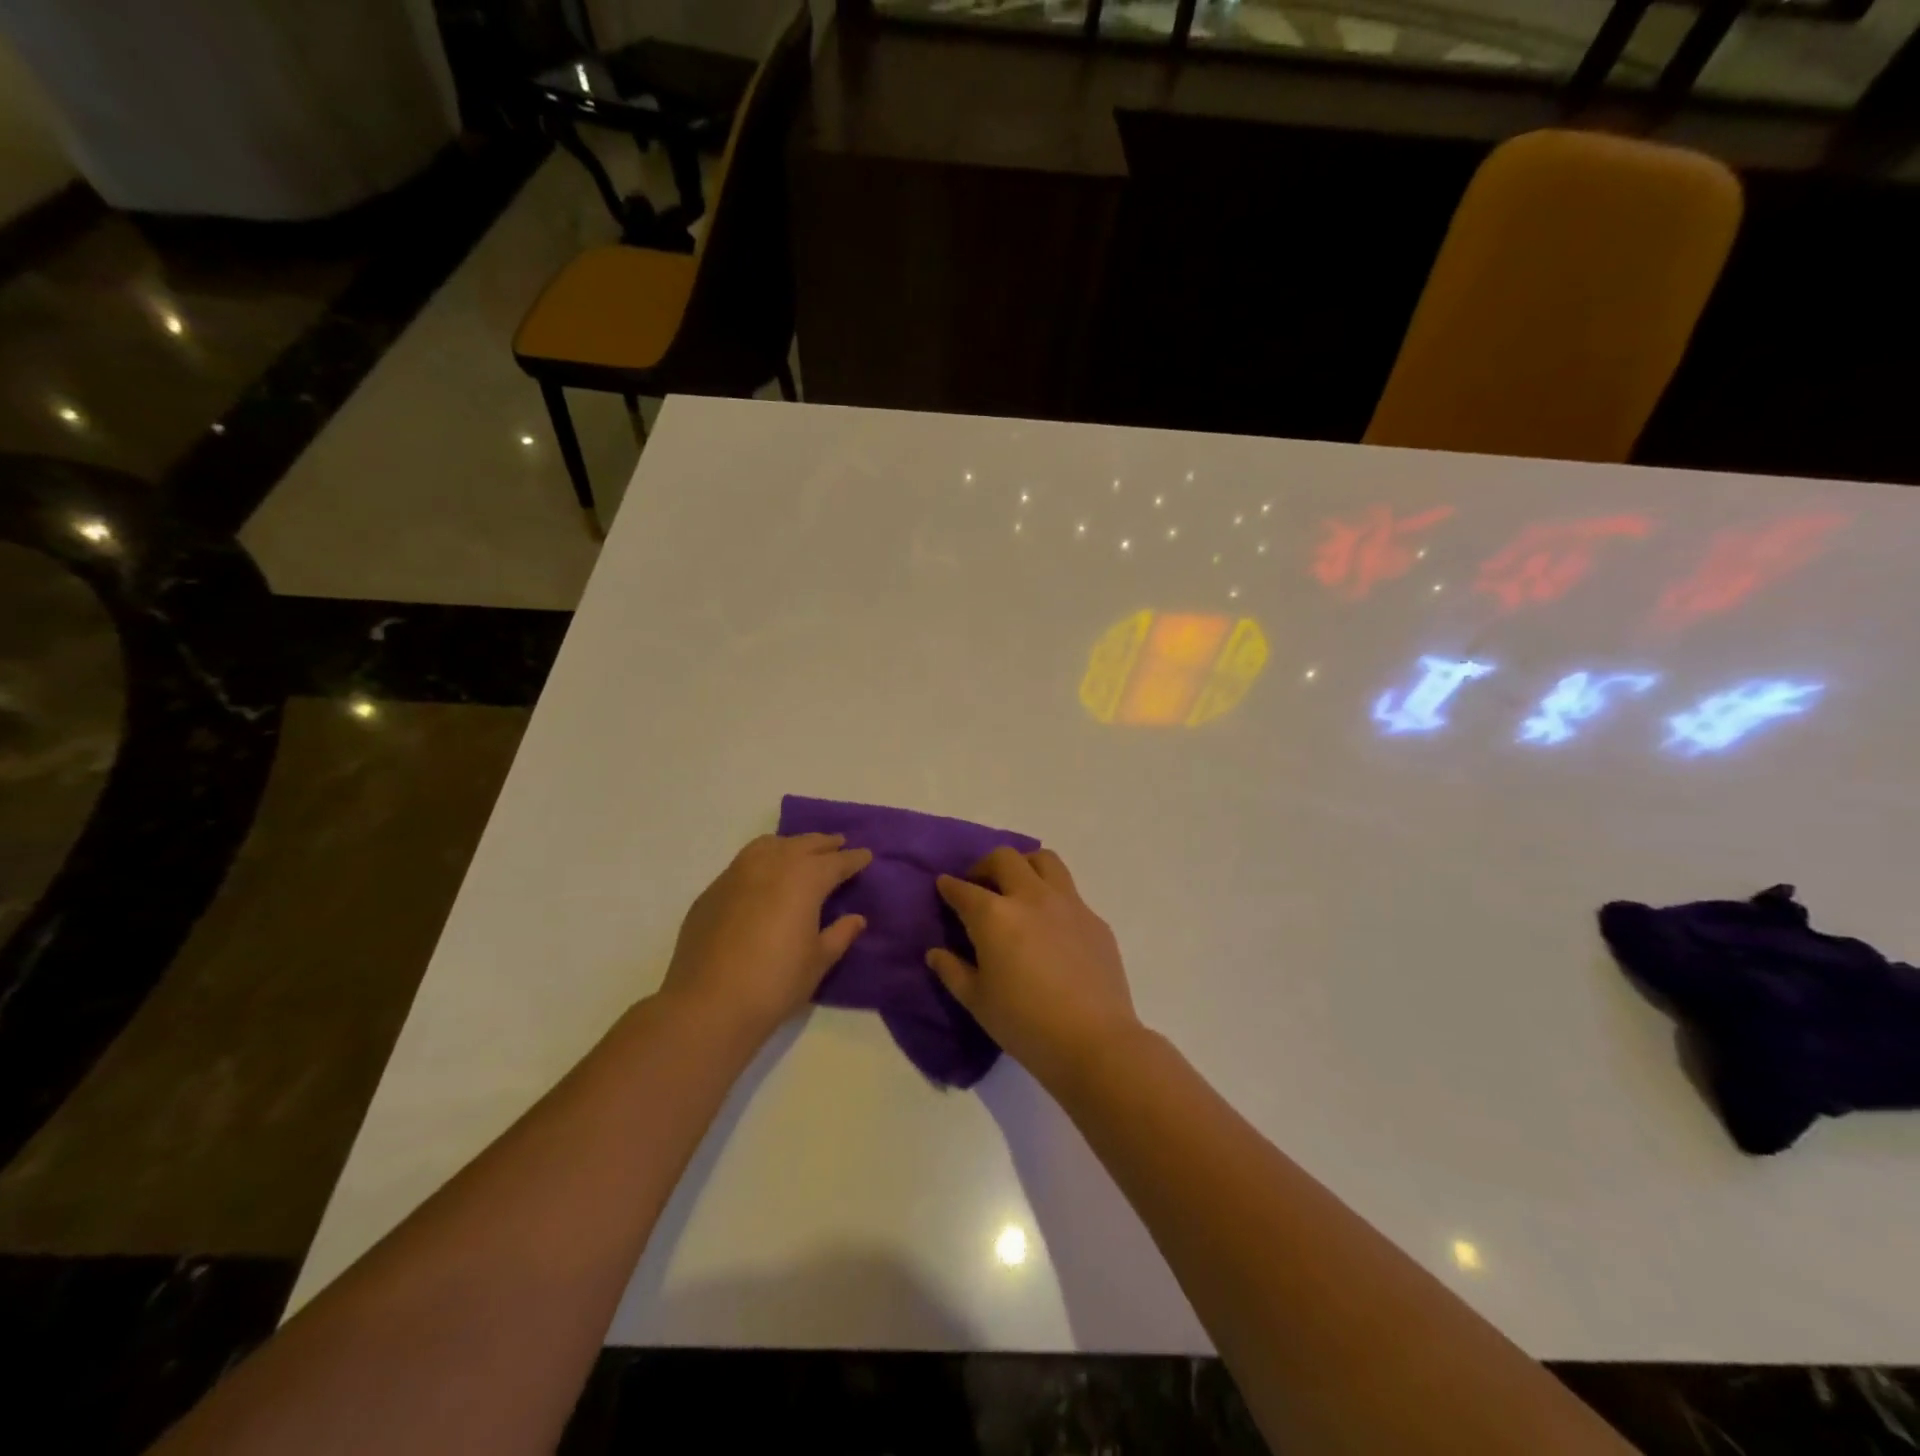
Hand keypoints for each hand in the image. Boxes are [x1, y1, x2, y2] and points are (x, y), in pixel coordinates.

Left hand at [662, 832, 871, 1039]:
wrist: (708, 1004)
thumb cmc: (775, 983)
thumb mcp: (818, 961)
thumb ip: (839, 935)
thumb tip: (856, 919)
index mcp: (805, 879)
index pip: (836, 862)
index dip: (854, 859)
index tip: (866, 855)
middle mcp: (772, 865)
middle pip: (803, 844)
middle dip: (824, 844)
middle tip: (838, 844)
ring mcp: (737, 874)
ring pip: (769, 845)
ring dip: (791, 844)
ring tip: (800, 851)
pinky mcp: (713, 891)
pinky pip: (744, 863)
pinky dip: (762, 860)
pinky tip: (764, 877)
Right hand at [928, 848, 1140, 1087]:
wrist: (1094, 1041)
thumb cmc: (1025, 1023)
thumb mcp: (977, 1002)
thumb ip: (953, 971)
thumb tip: (936, 953)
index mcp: (995, 915)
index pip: (964, 889)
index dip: (949, 886)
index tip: (944, 886)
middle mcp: (1030, 897)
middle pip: (1005, 858)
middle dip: (985, 865)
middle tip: (980, 885)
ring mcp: (1068, 903)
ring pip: (1045, 860)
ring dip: (1025, 865)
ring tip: (1018, 887)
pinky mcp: (1094, 918)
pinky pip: (1070, 892)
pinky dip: (1052, 896)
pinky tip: (1050, 924)